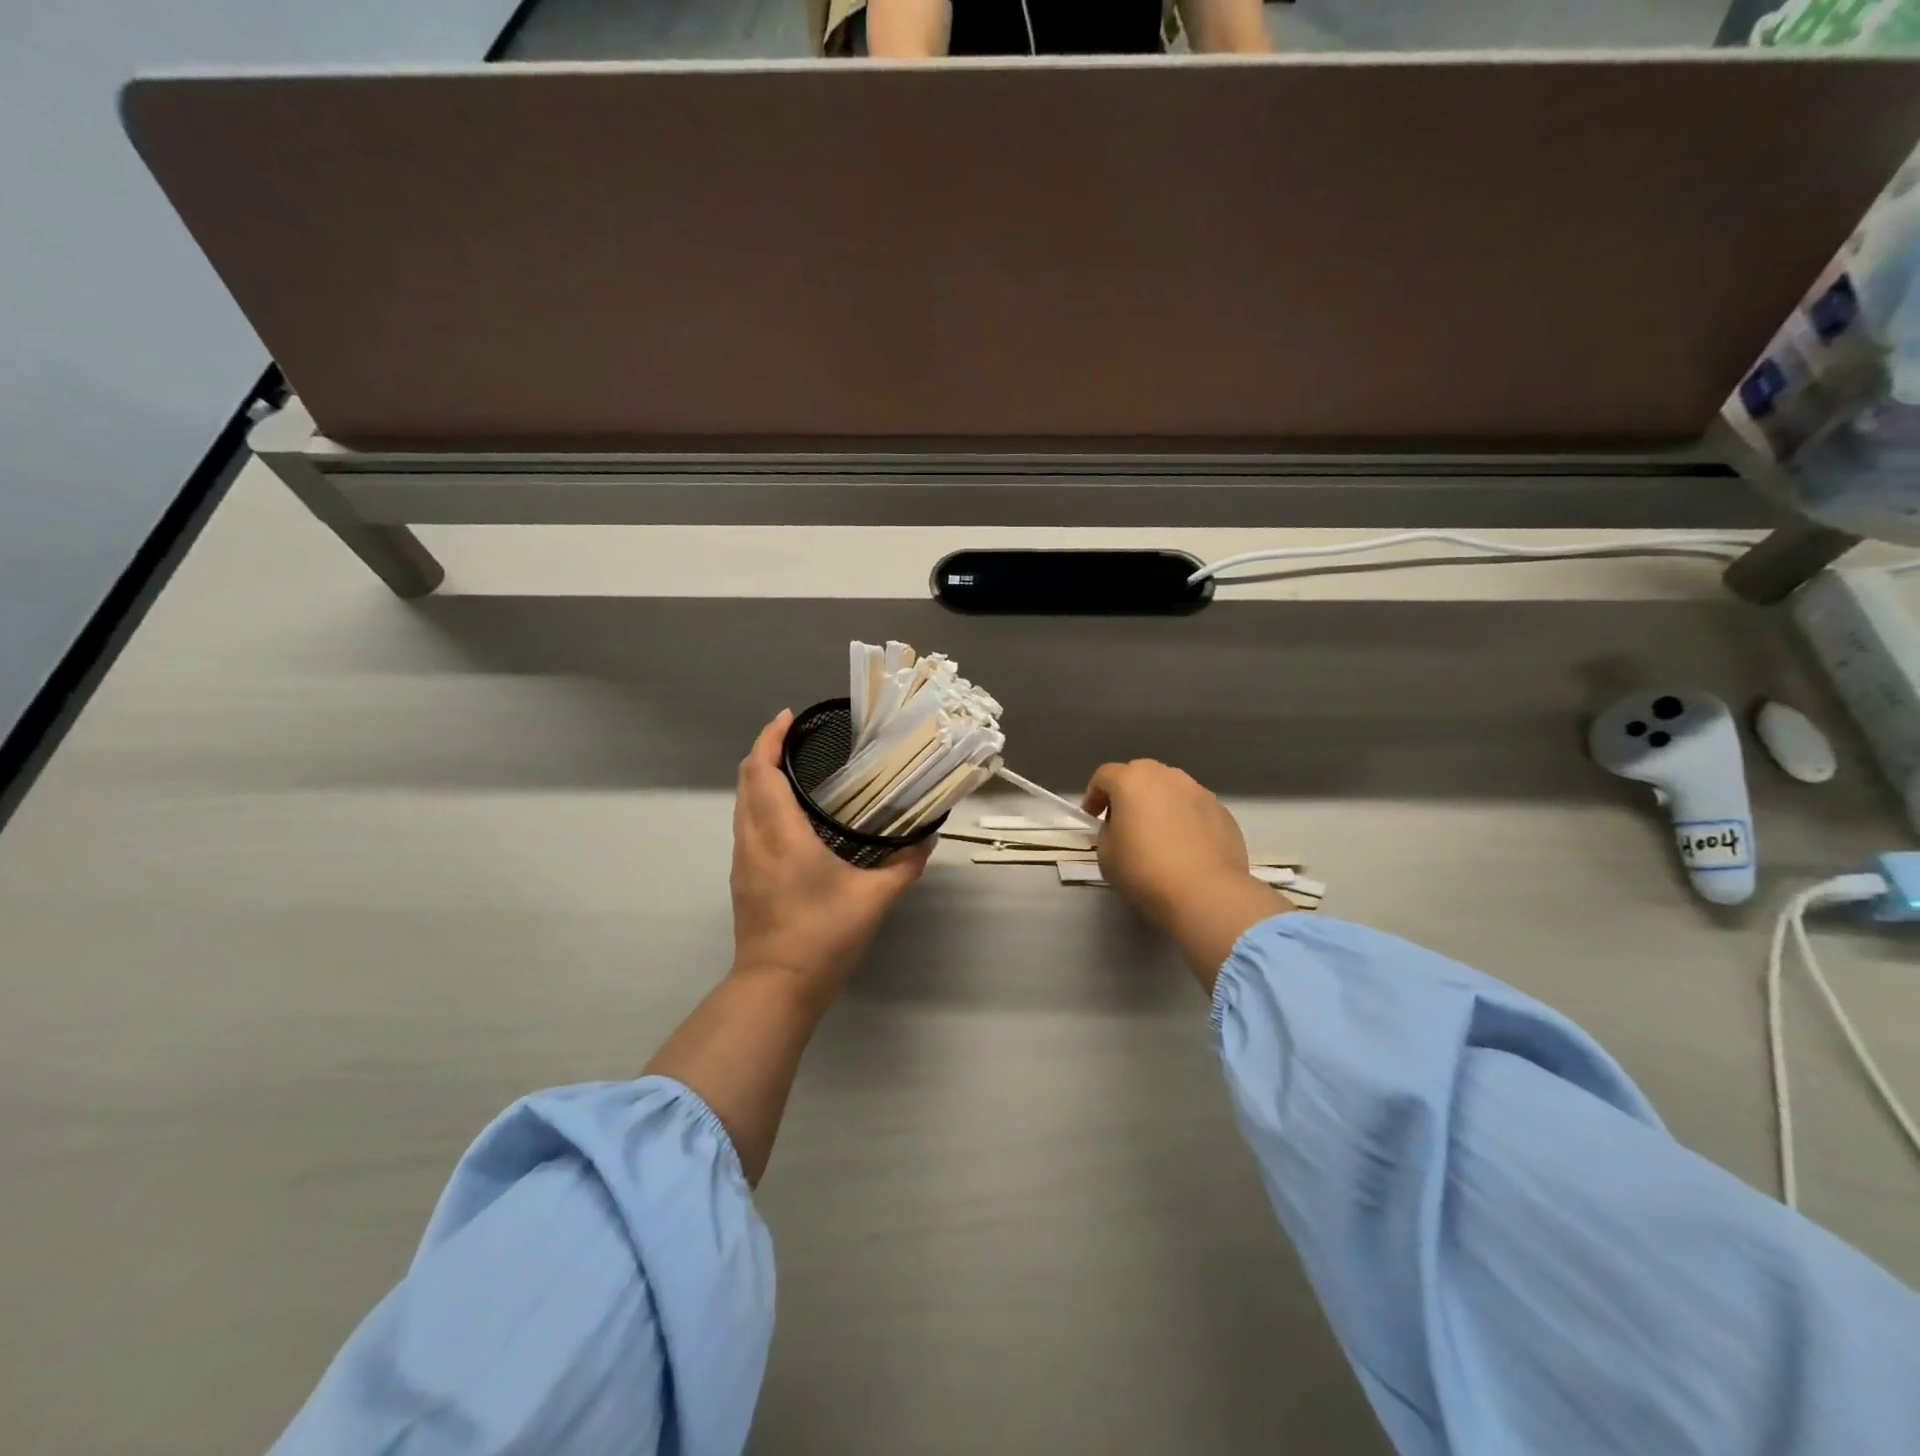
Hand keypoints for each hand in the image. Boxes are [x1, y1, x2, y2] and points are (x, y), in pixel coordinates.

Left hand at [729, 710, 932, 1003]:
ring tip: (794, 769)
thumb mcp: (875, 899)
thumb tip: (926, 838)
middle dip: (765, 751)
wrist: (776, 987)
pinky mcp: (743, 878)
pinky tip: (789, 815)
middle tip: (797, 738)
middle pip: (745, 780)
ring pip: (742, 803)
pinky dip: (760, 803)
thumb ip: (904, 865)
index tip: (788, 717)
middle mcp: (754, 839)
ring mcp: (743, 860)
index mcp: (781, 833)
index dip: (770, 738)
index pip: (762, 771)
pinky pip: (746, 825)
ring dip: (760, 778)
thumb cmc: (823, 936)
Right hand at [1084, 759, 1290, 988]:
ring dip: (1160, 804)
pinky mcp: (1223, 811)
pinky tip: (1186, 848)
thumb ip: (1108, 831)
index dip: (1094, 796)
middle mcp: (1167, 776)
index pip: (1104, 775)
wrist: (1206, 894)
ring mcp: (1199, 791)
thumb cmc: (1145, 871)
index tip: (1093, 819)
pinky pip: (1194, 808)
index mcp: (1132, 781)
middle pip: (1140, 775)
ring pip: (1171, 789)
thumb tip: (1120, 827)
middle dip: (1129, 794)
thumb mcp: (1106, 854)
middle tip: (1125, 823)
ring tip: (1159, 835)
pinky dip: (1185, 820)